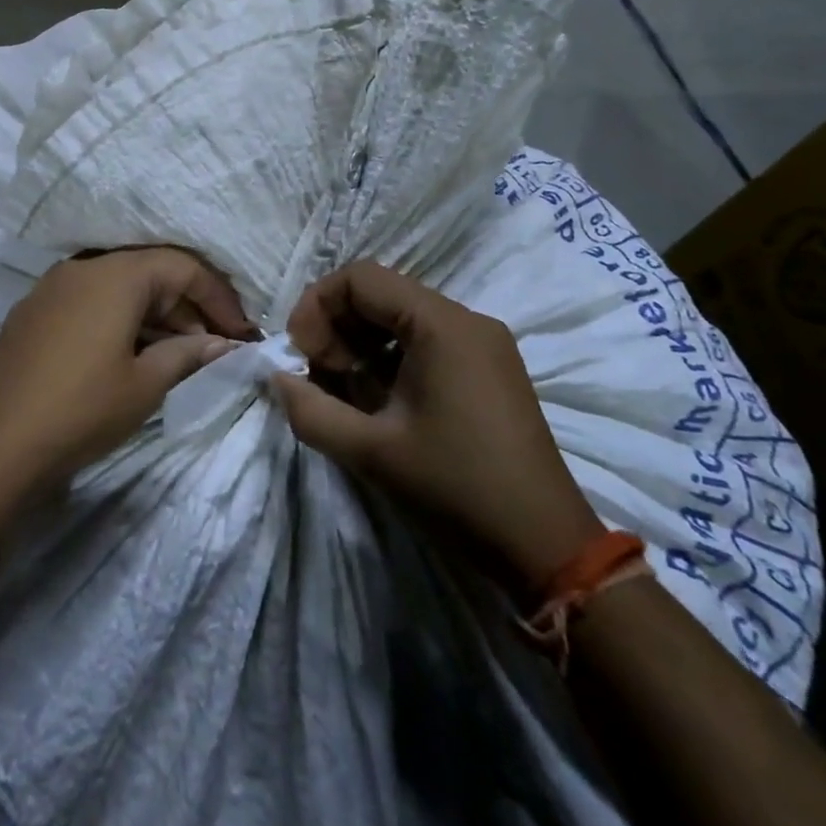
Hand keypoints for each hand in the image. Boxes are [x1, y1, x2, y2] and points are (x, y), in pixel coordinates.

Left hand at [0, 248, 257, 491]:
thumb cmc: (81, 409)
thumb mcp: (146, 384)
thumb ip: (189, 353)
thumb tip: (224, 344)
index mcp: (114, 274)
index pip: (182, 266)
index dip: (218, 297)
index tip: (242, 333)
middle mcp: (82, 267)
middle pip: (149, 272)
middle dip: (188, 307)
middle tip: (215, 347)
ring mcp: (52, 288)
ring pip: (118, 288)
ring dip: (154, 315)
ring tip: (179, 355)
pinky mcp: (33, 313)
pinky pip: (90, 302)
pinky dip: (120, 320)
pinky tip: (133, 354)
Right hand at [274, 261, 603, 592]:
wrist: (547, 547)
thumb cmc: (456, 489)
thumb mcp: (370, 452)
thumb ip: (310, 410)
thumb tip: (278, 379)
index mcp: (442, 324)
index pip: (360, 278)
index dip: (317, 306)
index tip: (301, 354)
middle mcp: (466, 320)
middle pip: (380, 293)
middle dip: (336, 327)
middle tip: (320, 376)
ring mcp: (482, 343)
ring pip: (400, 317)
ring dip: (359, 344)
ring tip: (344, 391)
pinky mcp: (488, 368)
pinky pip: (424, 340)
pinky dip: (388, 358)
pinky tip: (378, 401)